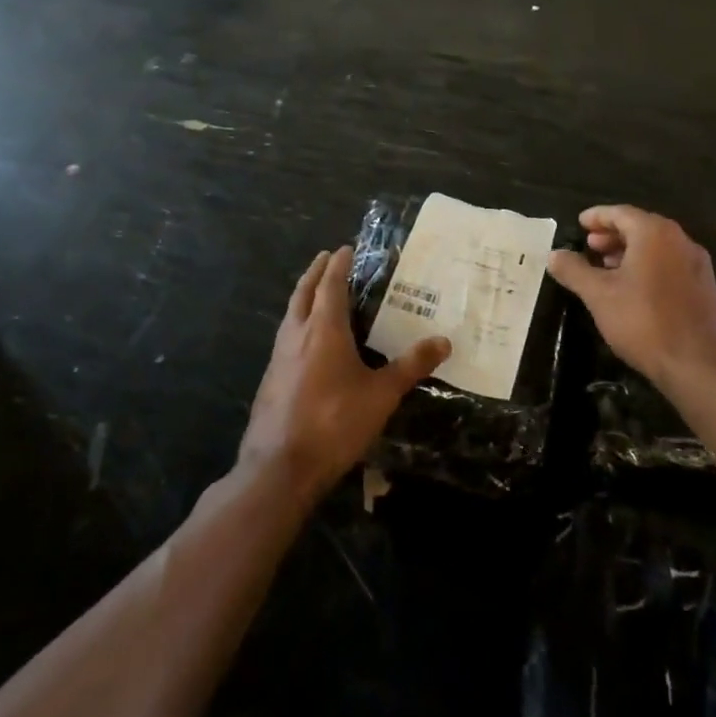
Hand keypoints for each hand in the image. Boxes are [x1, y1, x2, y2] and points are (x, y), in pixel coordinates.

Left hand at [239, 246, 450, 502]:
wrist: (280, 467)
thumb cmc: (334, 422)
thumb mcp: (381, 395)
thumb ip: (411, 366)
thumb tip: (444, 341)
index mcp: (323, 330)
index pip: (330, 286)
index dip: (338, 265)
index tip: (344, 249)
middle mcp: (296, 335)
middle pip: (303, 293)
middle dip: (315, 273)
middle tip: (325, 258)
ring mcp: (278, 358)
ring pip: (290, 314)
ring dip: (303, 297)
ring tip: (315, 293)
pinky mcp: (270, 380)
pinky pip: (285, 338)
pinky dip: (297, 324)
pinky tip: (306, 342)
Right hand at [547, 206, 715, 390]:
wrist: (700, 365)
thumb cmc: (644, 321)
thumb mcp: (599, 295)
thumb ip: (574, 271)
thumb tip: (553, 254)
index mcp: (655, 233)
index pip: (621, 213)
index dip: (597, 216)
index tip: (580, 223)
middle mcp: (680, 240)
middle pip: (641, 227)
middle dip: (613, 235)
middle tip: (590, 246)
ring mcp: (697, 265)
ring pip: (658, 248)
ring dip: (630, 252)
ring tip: (607, 268)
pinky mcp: (705, 288)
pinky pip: (671, 265)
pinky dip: (649, 267)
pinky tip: (634, 290)